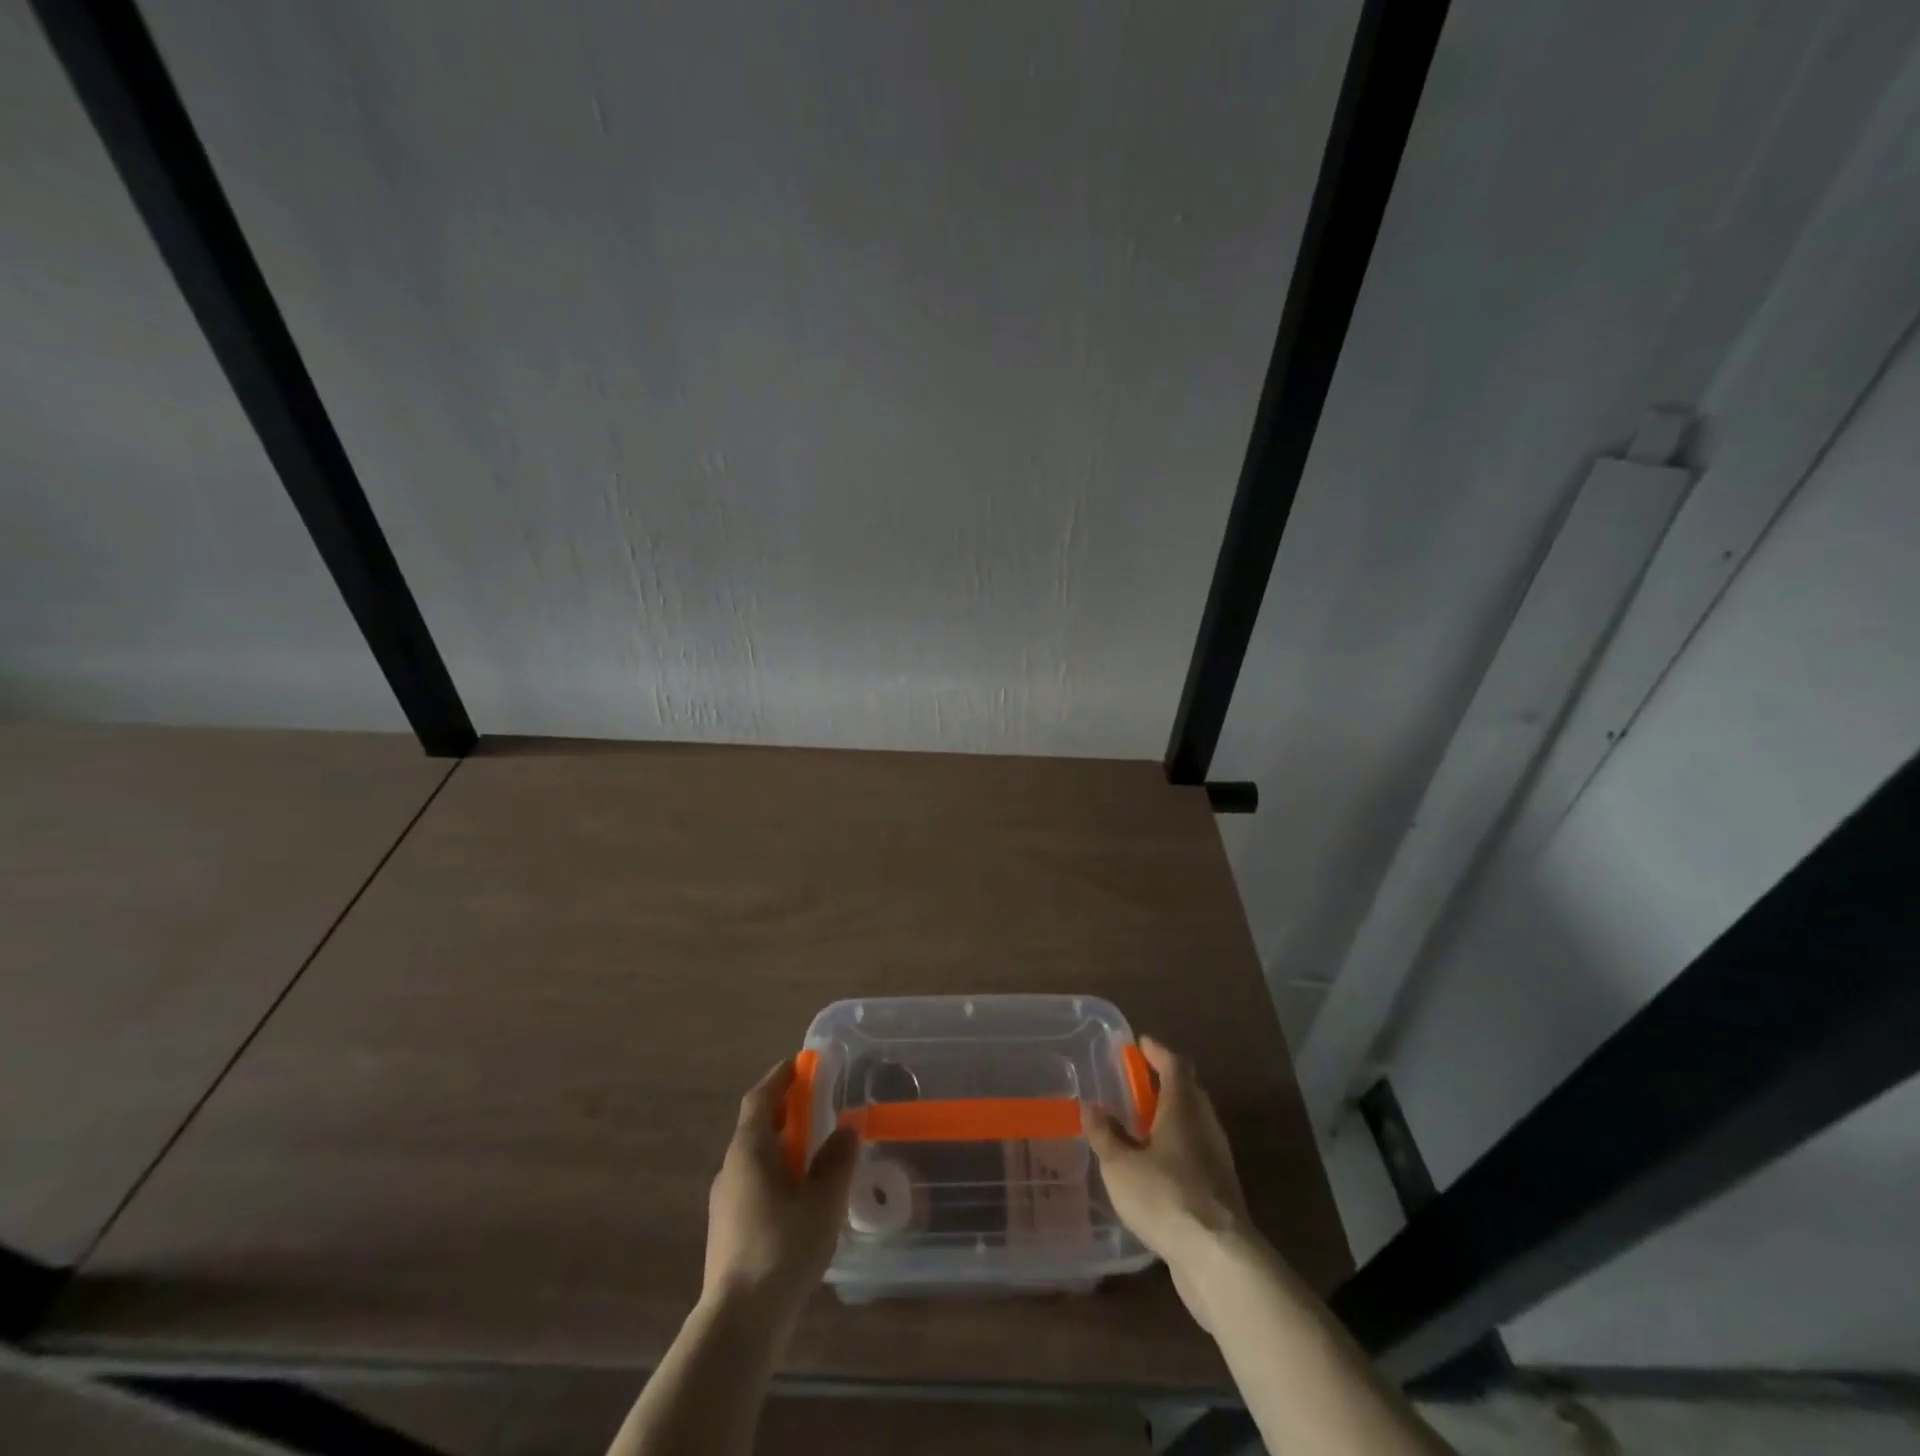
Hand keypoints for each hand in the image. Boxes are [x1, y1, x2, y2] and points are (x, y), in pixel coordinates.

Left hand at [703, 1058, 857, 1323]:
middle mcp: (731, 1168)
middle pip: (757, 1126)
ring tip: (815, 1151)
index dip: (779, 1077)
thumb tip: (847, 1128)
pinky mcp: (728, 1230)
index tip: (799, 1063)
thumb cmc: (782, 1247)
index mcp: (749, 1149)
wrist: (739, 1321)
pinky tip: (800, 1197)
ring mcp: (725, 1201)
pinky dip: (777, 1174)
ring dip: (783, 1145)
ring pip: (756, 1159)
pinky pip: (755, 1185)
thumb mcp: (823, 1200)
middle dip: (786, 1111)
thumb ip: (837, 1160)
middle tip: (816, 1104)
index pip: (760, 1098)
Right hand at [1085, 1038, 1256, 1327]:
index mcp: (1183, 1108)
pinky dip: (1176, 1148)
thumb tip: (1090, 1106)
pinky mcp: (1221, 1192)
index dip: (1157, 1052)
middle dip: (1165, 1083)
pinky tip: (1156, 1167)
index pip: (1174, 1065)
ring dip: (1171, 1118)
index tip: (1140, 1043)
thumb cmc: (1165, 1196)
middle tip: (1137, 1083)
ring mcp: (1217, 1160)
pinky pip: (1196, 1154)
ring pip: (1194, 1125)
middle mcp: (1205, 1126)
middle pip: (1189, 1092)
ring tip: (1142, 1125)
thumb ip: (1104, 1134)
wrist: (1218, 1259)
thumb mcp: (1120, 1165)